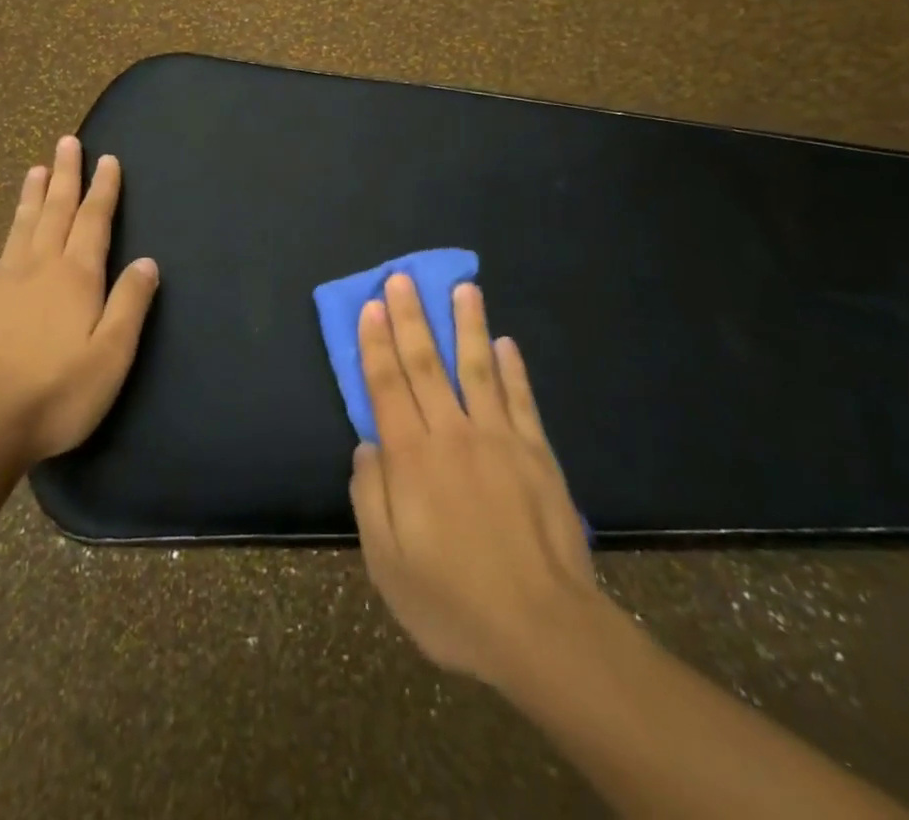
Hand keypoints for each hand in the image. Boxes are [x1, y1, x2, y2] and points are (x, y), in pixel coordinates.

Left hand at [0, 135, 158, 464]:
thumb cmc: (57, 392)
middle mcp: (41, 267)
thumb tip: (148, 261)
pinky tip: (15, 226)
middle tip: (68, 141)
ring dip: (36, 193)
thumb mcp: (111, 355)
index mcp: (76, 277)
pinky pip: (5, 246)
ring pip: (25, 224)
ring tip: (38, 167)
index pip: (94, 221)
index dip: (103, 189)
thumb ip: (129, 304)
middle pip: (57, 210)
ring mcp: (7, 281)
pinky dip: (14, 223)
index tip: (107, 159)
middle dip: (67, 175)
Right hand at [350, 274, 600, 690]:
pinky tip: (506, 343)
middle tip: (404, 277)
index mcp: (412, 459)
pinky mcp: (536, 452)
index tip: (372, 306)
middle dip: (411, 318)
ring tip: (464, 288)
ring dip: (468, 325)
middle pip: (426, 364)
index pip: (387, 386)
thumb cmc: (454, 604)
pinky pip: (520, 399)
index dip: (376, 343)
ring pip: (477, 368)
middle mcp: (452, 434)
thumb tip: (367, 443)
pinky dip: (512, 368)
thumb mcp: (388, 566)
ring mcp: (499, 438)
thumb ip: (371, 497)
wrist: (542, 630)